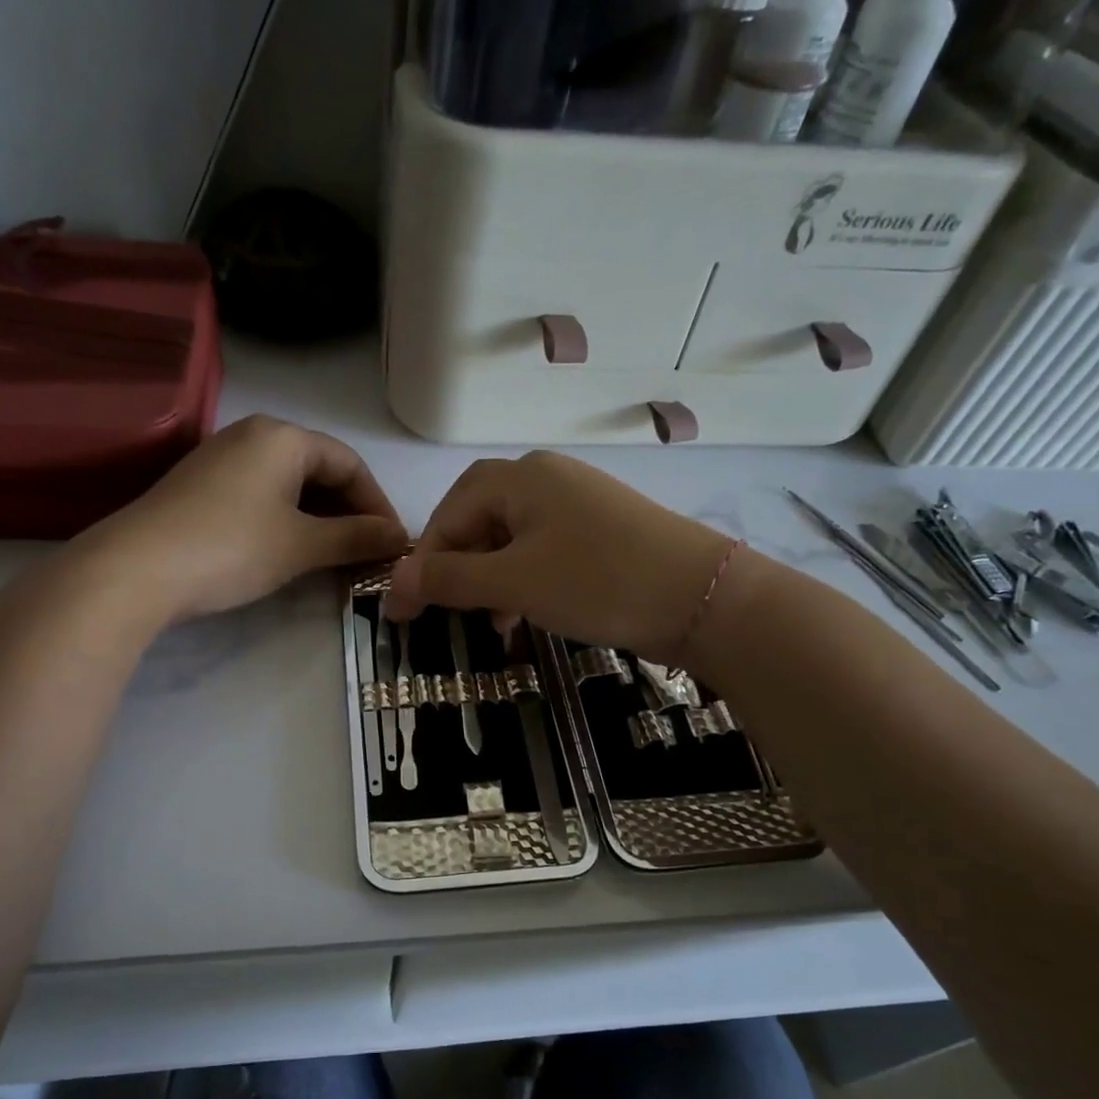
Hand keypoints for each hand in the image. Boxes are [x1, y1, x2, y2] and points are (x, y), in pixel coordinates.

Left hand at [81, 416, 408, 623]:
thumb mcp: (301, 545)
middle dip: (349, 512)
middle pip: (320, 470)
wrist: (134, 570)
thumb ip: (355, 537)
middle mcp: (253, 435)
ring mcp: (222, 458)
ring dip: (320, 519)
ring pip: (290, 484)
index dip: (378, 504)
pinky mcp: (201, 485)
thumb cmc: (231, 547)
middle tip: (368, 552)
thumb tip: (399, 537)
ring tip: (336, 556)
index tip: (393, 543)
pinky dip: (287, 520)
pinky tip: (292, 549)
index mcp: (283, 436)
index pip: (350, 464)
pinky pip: (262, 494)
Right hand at [384, 452, 737, 662]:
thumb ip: (450, 579)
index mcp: (520, 477)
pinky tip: (525, 613)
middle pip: (480, 519)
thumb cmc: (598, 581)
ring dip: (490, 578)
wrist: (703, 598)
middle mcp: (547, 478)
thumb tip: (395, 584)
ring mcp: (579, 503)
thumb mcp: (514, 583)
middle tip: (445, 611)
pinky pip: (545, 549)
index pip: (449, 511)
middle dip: (457, 567)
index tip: (404, 610)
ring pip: (512, 538)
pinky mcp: (603, 530)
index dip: (422, 561)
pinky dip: (524, 579)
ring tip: (489, 621)